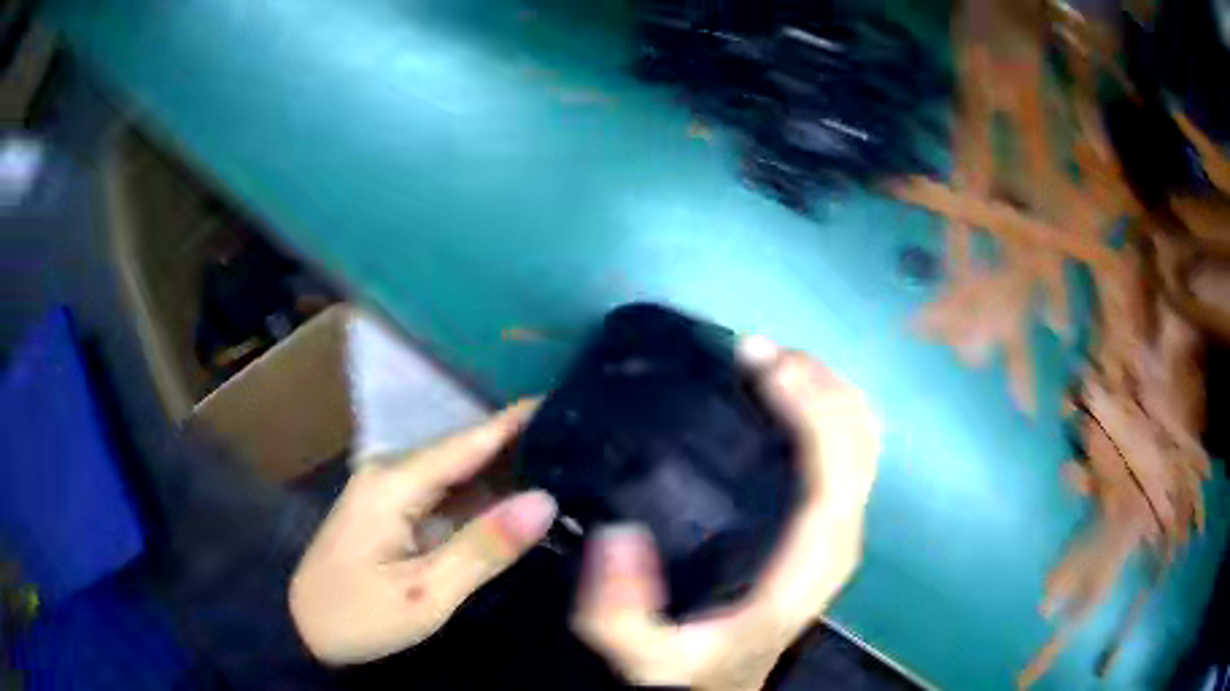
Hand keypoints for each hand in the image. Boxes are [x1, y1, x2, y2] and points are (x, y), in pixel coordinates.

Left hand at [289, 401, 556, 664]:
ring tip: (564, 463)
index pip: (467, 442)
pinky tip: (518, 498)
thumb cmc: (360, 616)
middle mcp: (391, 473)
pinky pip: (447, 495)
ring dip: (505, 470)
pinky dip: (484, 496)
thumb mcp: (426, 593)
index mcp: (394, 483)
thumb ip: (484, 547)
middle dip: (520, 444)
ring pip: (458, 473)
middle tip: (579, 442)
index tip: (565, 400)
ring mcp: (391, 491)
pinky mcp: (394, 510)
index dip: (517, 421)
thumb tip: (545, 501)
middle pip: (465, 452)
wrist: (306, 629)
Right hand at [572, 336, 880, 690]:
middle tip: (753, 351)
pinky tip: (782, 395)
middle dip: (817, 382)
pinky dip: (825, 408)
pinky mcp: (828, 523)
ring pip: (860, 438)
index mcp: (809, 565)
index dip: (811, 408)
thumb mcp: (646, 658)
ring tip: (767, 361)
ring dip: (824, 388)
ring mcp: (839, 527)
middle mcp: (839, 537)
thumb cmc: (694, 666)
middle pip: (859, 440)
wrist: (723, 684)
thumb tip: (617, 535)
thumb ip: (620, 614)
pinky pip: (847, 449)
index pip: (835, 471)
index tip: (762, 364)